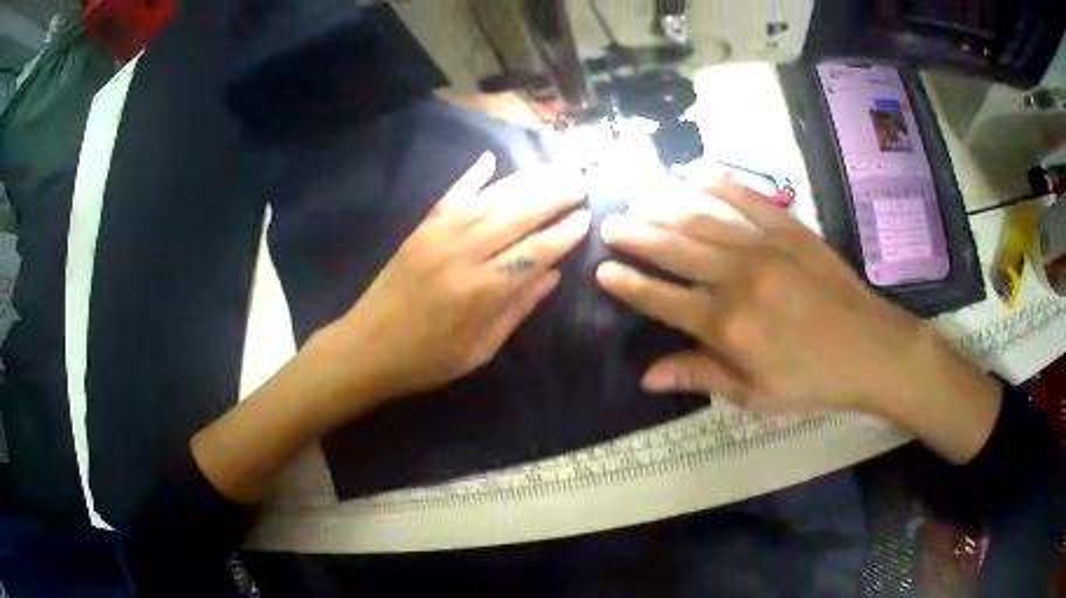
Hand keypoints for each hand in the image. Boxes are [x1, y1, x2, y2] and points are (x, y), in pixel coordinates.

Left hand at [314, 152, 590, 409]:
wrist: (365, 349)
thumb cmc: (425, 361)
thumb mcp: (478, 350)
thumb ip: (517, 310)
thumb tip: (553, 274)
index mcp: (480, 291)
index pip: (534, 253)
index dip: (563, 234)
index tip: (587, 218)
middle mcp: (462, 254)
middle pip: (516, 216)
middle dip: (552, 197)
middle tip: (579, 184)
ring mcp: (438, 236)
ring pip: (490, 200)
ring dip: (525, 182)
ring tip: (553, 171)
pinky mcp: (420, 230)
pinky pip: (451, 197)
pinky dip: (471, 177)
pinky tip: (490, 159)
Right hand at [595, 178, 932, 412]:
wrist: (870, 348)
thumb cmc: (812, 380)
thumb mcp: (755, 394)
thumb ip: (701, 376)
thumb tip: (646, 377)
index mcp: (727, 325)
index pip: (663, 300)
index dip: (630, 285)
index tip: (602, 270)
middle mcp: (738, 278)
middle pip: (676, 251)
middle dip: (638, 236)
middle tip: (611, 223)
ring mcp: (765, 246)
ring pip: (703, 219)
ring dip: (666, 206)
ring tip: (638, 196)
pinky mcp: (789, 228)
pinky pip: (747, 198)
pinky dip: (718, 182)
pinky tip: (693, 171)